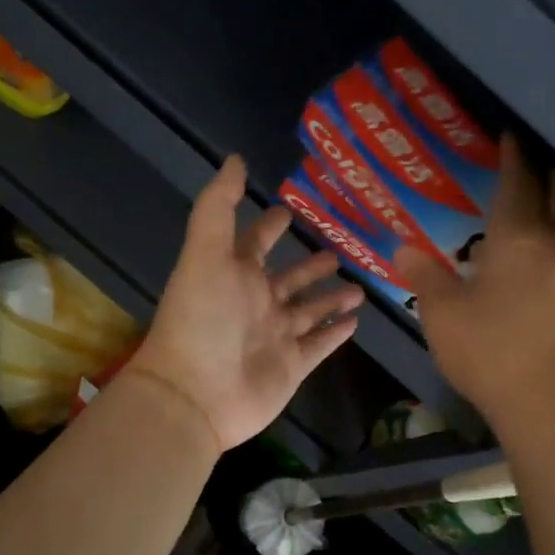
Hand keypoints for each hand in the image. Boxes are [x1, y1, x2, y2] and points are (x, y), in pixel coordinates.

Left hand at [125, 155, 363, 453]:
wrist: (195, 395)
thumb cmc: (201, 320)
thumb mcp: (205, 253)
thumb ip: (220, 207)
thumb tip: (236, 159)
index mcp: (234, 275)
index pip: (254, 243)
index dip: (269, 226)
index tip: (289, 209)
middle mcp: (256, 303)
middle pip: (289, 278)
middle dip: (309, 265)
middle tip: (337, 249)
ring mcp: (276, 336)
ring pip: (309, 310)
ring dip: (330, 297)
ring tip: (358, 284)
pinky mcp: (292, 366)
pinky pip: (319, 345)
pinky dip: (335, 333)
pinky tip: (355, 321)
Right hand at [395, 135, 554, 435]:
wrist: (546, 401)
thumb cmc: (488, 350)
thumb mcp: (441, 313)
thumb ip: (423, 276)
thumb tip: (402, 249)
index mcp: (517, 237)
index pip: (518, 182)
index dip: (512, 156)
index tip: (509, 138)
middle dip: (553, 173)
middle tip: (537, 171)